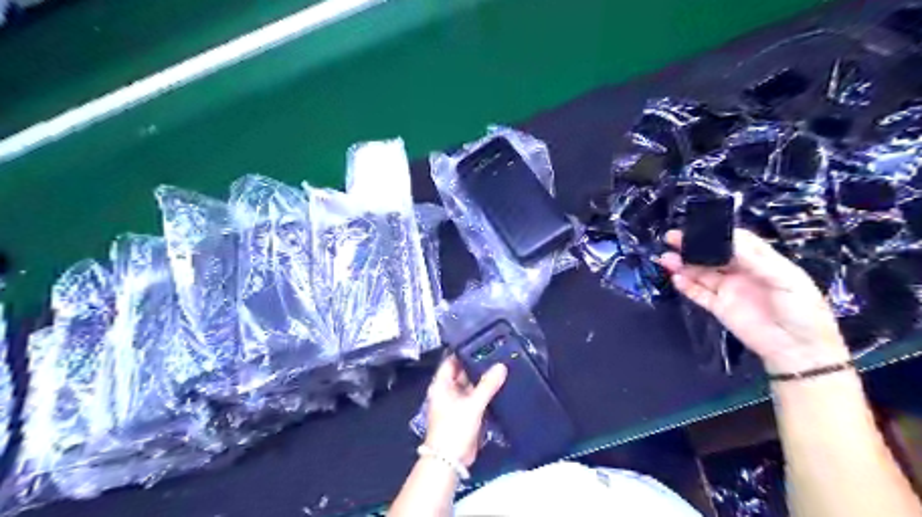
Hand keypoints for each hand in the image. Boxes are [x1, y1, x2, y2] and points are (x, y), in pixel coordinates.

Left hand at [422, 356, 501, 467]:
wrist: (450, 460)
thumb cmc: (454, 428)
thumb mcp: (472, 404)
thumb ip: (487, 385)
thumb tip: (501, 366)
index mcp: (441, 385)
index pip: (451, 360)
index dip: (464, 351)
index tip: (480, 342)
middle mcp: (448, 391)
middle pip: (463, 372)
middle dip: (477, 365)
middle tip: (496, 352)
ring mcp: (457, 402)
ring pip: (471, 386)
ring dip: (483, 379)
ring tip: (501, 365)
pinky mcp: (466, 413)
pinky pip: (476, 398)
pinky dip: (486, 392)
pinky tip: (500, 385)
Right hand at [655, 230, 848, 374]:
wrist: (798, 351)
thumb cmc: (802, 311)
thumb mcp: (786, 279)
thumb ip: (755, 260)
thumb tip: (726, 241)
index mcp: (762, 261)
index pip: (736, 241)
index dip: (717, 234)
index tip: (698, 228)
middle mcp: (742, 272)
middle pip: (713, 255)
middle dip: (693, 246)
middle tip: (671, 239)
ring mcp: (729, 290)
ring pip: (701, 273)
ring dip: (684, 265)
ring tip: (666, 259)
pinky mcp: (719, 307)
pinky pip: (699, 294)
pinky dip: (686, 286)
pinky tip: (676, 278)